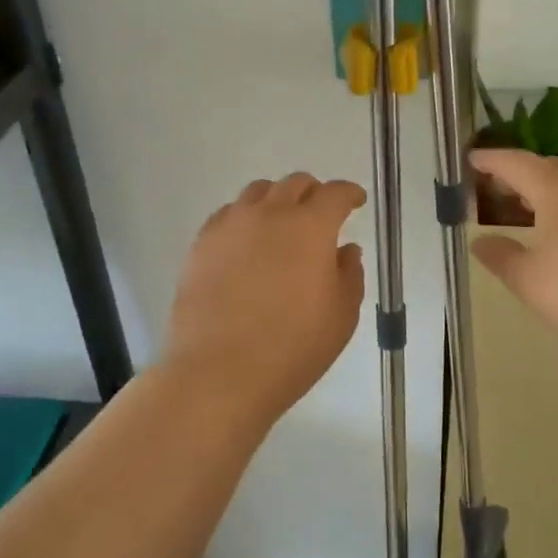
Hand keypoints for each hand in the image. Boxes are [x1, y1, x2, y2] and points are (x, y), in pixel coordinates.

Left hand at [164, 173, 366, 425]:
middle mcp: (270, 214)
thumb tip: (344, 251)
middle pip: (295, 184)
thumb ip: (349, 275)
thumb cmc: (292, 348)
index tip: (356, 202)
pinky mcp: (201, 244)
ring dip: (277, 200)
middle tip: (321, 215)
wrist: (219, 373)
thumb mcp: (341, 316)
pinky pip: (228, 214)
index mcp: (310, 226)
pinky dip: (245, 218)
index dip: (349, 194)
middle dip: (314, 193)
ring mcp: (231, 225)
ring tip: (281, 225)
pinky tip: (247, 243)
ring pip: (258, 193)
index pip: (335, 194)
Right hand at [471, 150, 557, 368]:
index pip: (517, 164)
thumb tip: (480, 241)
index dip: (492, 160)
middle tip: (496, 184)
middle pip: (548, 166)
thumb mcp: (529, 280)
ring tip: (527, 206)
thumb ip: (500, 256)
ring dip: (546, 186)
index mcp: (557, 192)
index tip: (471, 158)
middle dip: (520, 170)